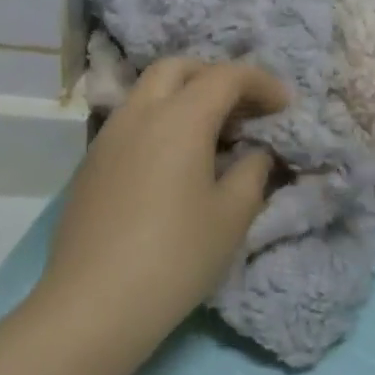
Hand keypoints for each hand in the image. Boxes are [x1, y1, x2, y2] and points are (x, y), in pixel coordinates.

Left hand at [34, 59, 289, 355]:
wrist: (93, 306)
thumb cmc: (175, 257)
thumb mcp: (232, 215)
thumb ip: (252, 170)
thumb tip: (254, 152)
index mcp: (180, 118)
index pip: (226, 76)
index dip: (261, 83)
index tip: (284, 105)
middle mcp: (140, 113)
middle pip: (179, 68)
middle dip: (215, 76)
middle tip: (243, 107)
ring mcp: (108, 136)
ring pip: (149, 91)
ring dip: (184, 96)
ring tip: (211, 134)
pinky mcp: (91, 163)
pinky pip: (132, 121)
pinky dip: (160, 121)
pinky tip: (174, 161)